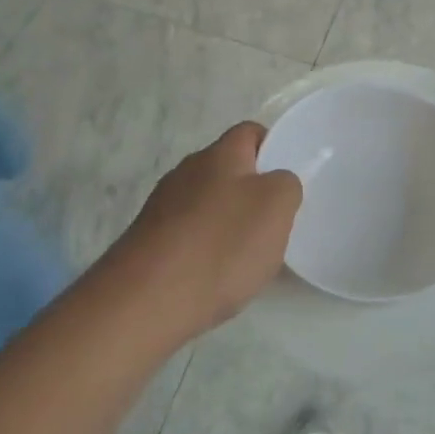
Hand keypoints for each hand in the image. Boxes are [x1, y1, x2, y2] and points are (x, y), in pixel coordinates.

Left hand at [108, 122, 302, 342]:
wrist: (146, 300)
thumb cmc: (221, 245)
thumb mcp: (277, 207)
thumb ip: (286, 185)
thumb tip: (275, 183)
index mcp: (220, 154)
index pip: (250, 133)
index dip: (273, 150)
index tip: (288, 182)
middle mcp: (187, 170)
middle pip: (228, 171)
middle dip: (252, 194)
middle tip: (273, 225)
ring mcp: (162, 206)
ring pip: (207, 204)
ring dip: (227, 224)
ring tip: (244, 259)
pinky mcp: (148, 240)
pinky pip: (188, 235)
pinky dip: (204, 250)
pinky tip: (213, 278)